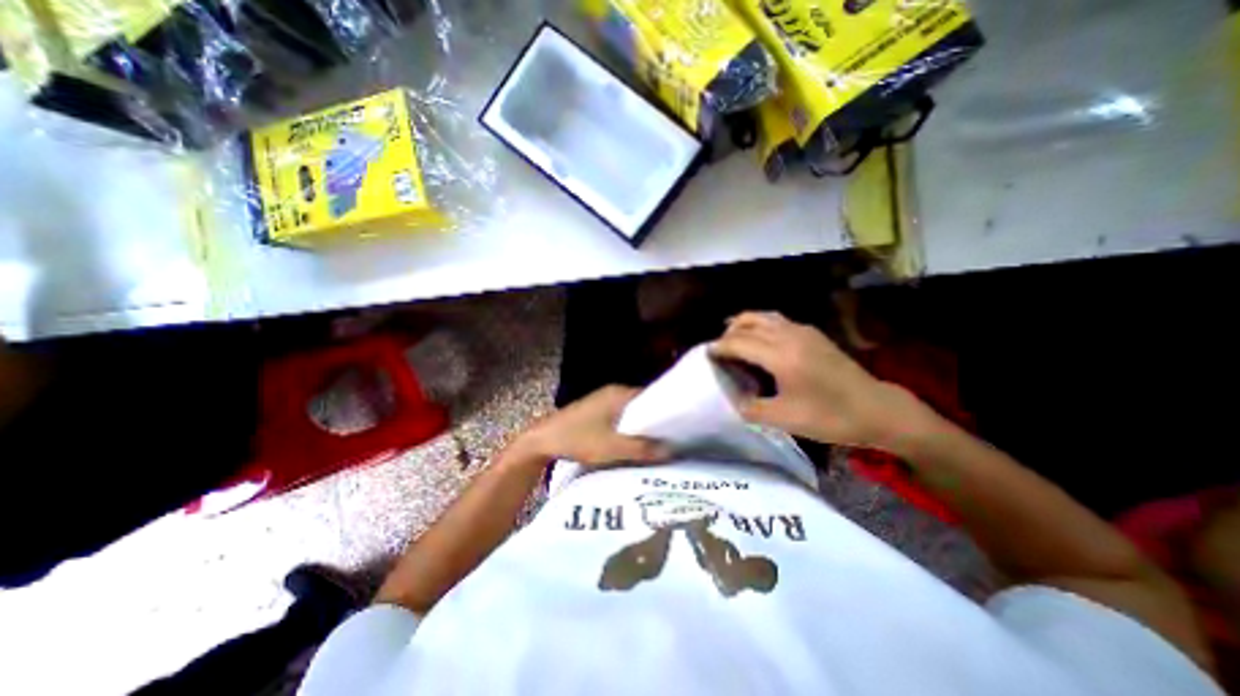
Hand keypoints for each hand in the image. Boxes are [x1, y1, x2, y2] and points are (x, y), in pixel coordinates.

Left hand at [513, 385, 667, 468]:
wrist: (542, 440)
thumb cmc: (578, 439)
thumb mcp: (612, 448)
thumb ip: (642, 449)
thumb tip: (672, 450)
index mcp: (619, 394)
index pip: (652, 396)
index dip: (666, 410)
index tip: (680, 427)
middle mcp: (613, 393)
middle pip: (642, 405)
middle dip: (655, 421)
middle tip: (672, 439)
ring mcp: (603, 401)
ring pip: (631, 413)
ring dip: (641, 426)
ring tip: (658, 443)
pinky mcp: (595, 412)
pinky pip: (620, 418)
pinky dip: (628, 429)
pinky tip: (634, 443)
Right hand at [711, 310, 924, 451]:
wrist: (878, 410)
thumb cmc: (830, 417)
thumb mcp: (785, 420)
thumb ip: (751, 408)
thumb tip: (733, 398)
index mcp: (781, 356)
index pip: (739, 342)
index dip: (719, 347)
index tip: (706, 354)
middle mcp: (790, 336)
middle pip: (749, 322)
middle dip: (729, 333)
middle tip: (719, 349)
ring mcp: (804, 331)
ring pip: (764, 317)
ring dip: (744, 323)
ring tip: (733, 337)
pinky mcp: (814, 334)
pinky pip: (778, 320)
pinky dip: (761, 324)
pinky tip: (761, 338)